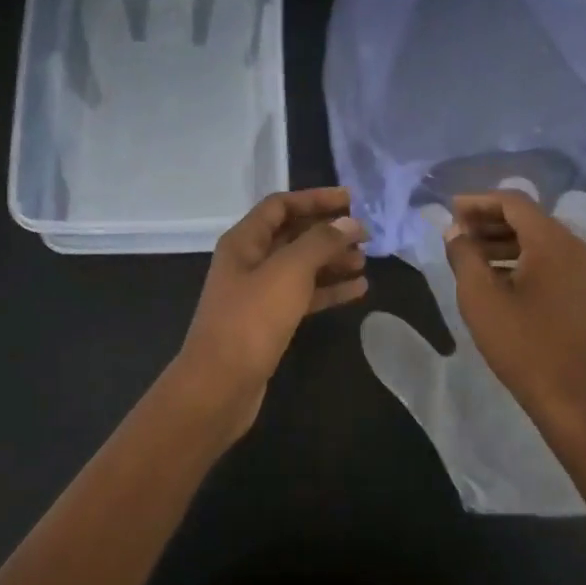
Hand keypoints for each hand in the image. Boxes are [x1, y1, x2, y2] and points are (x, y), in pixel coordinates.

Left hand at [169, 188, 367, 438]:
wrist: (220, 386)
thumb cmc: (251, 320)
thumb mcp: (288, 272)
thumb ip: (320, 243)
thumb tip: (349, 223)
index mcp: (244, 241)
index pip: (281, 205)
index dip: (315, 198)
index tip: (351, 201)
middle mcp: (249, 261)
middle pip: (292, 234)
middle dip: (328, 232)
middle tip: (366, 235)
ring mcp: (258, 293)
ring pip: (301, 266)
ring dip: (332, 260)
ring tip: (365, 261)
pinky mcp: (269, 321)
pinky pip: (303, 295)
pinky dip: (328, 290)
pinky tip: (358, 290)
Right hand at [443, 189, 585, 437]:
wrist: (577, 401)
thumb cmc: (524, 346)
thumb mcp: (480, 298)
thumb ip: (463, 255)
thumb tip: (456, 231)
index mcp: (553, 241)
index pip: (513, 202)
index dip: (478, 201)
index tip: (449, 210)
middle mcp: (576, 246)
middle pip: (528, 218)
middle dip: (489, 220)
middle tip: (456, 233)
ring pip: (539, 240)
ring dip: (503, 241)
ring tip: (469, 255)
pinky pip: (550, 260)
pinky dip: (521, 259)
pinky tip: (496, 277)